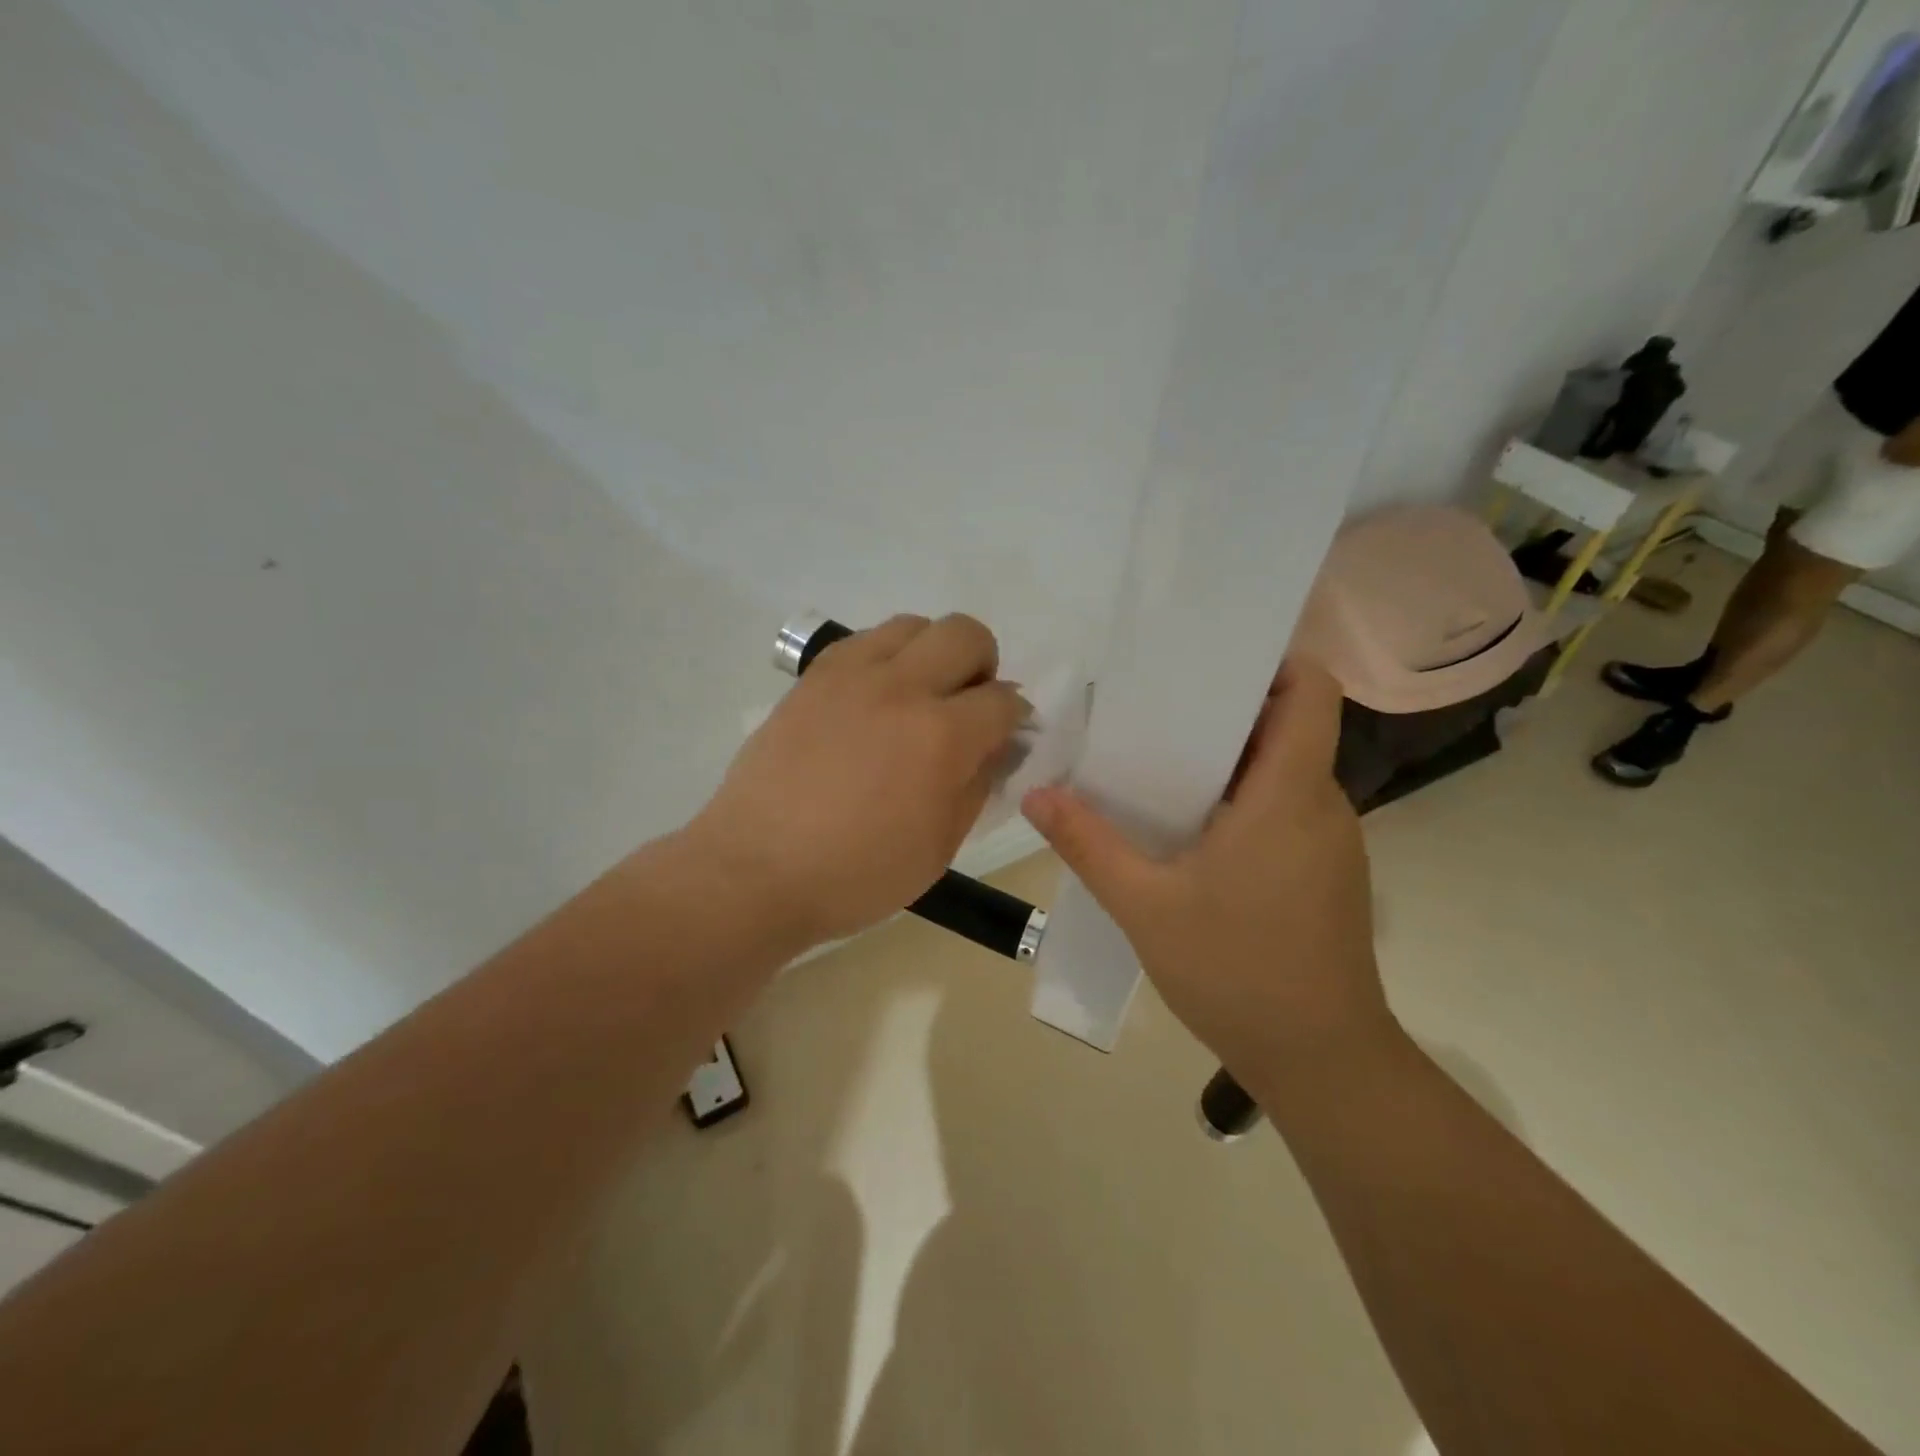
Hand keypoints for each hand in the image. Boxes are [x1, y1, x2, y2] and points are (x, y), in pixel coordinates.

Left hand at [688, 614, 1026, 947]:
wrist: (758, 868)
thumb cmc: (857, 874)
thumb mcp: (940, 846)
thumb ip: (977, 786)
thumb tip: (997, 746)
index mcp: (942, 737)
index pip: (1003, 700)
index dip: (1014, 716)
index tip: (1004, 735)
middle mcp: (902, 688)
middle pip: (966, 634)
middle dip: (982, 666)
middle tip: (965, 707)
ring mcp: (852, 674)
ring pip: (914, 625)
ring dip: (932, 653)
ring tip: (918, 696)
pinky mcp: (814, 676)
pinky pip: (865, 640)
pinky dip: (886, 657)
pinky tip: (874, 699)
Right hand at [1022, 661, 1386, 1075]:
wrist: (1321, 1062)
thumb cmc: (1237, 972)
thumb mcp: (1145, 906)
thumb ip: (1089, 844)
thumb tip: (1038, 795)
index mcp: (1289, 795)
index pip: (1311, 693)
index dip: (1271, 664)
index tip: (1208, 666)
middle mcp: (1321, 805)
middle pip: (1287, 727)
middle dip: (1222, 713)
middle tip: (1152, 715)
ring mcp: (1328, 842)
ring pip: (1282, 772)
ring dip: (1227, 762)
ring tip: (1157, 767)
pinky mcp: (1323, 873)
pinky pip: (1283, 810)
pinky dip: (1240, 802)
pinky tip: (1188, 832)